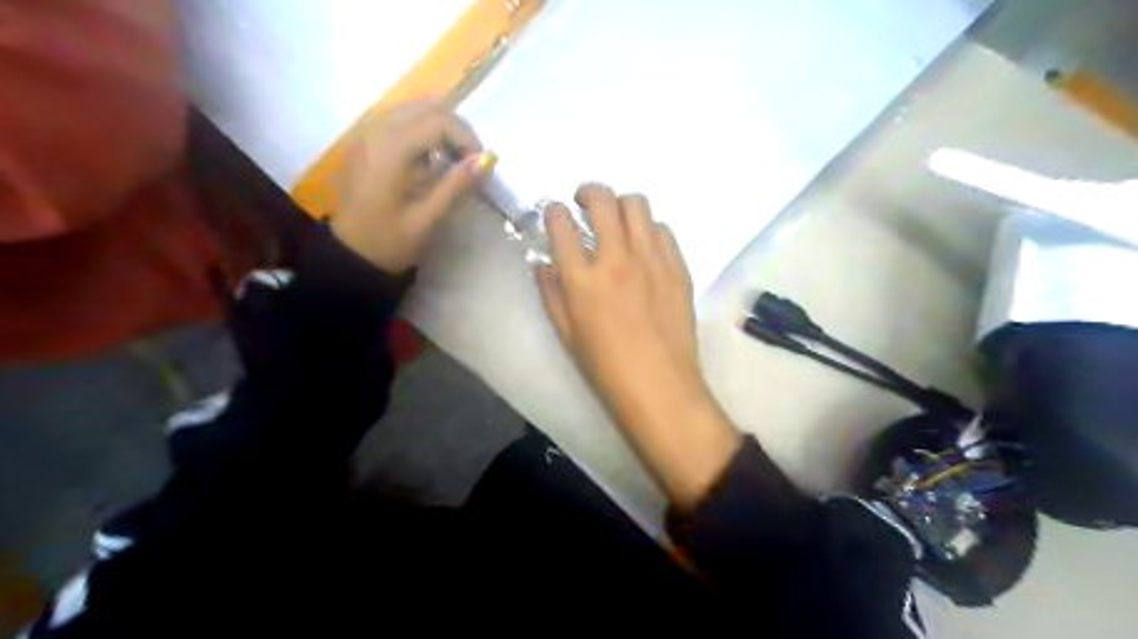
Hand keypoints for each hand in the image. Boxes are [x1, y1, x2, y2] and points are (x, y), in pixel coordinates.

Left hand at [332, 103, 495, 273]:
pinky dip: (423, 131)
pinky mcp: (365, 141)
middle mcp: (377, 131)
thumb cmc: (388, 241)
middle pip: (427, 106)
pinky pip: (401, 120)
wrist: (349, 253)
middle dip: (457, 129)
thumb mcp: (427, 219)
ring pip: (414, 109)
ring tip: (455, 160)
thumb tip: (485, 160)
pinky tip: (431, 160)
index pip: (438, 121)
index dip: (467, 138)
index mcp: (391, 150)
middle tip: (471, 160)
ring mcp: (368, 133)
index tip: (481, 164)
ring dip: (441, 128)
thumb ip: (456, 185)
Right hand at [540, 185, 743, 509]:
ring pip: (638, 205)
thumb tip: (544, 264)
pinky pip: (663, 230)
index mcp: (582, 279)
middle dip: (588, 191)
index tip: (556, 214)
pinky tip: (644, 246)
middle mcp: (617, 259)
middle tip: (584, 201)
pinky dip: (649, 229)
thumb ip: (551, 293)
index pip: (562, 224)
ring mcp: (652, 260)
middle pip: (602, 200)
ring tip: (617, 220)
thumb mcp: (566, 333)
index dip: (555, 212)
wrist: (659, 386)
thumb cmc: (606, 367)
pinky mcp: (678, 268)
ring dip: (621, 205)